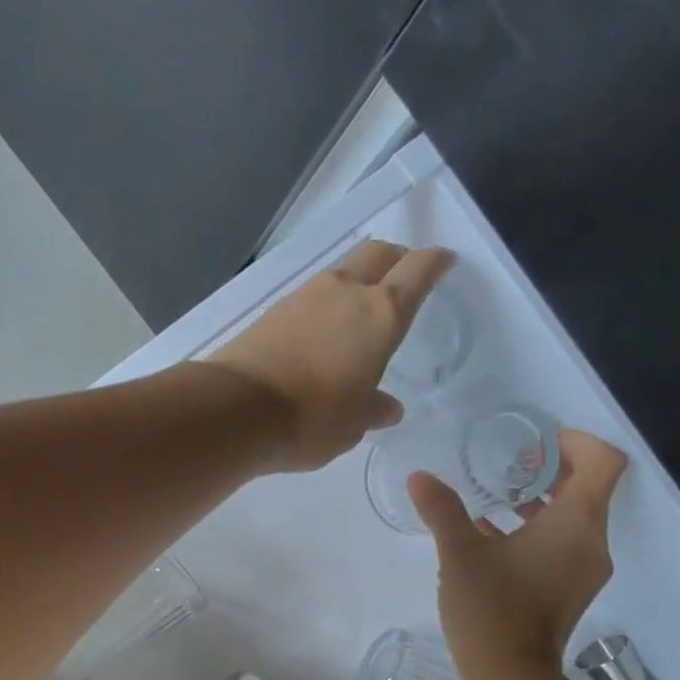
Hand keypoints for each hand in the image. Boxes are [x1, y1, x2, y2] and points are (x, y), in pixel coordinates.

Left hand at [204, 240, 454, 471]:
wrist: (234, 411)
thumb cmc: (310, 420)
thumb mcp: (351, 425)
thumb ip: (372, 410)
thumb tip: (387, 408)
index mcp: (381, 314)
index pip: (418, 271)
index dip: (435, 263)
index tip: (444, 261)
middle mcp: (345, 293)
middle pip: (378, 254)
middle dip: (396, 260)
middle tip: (403, 278)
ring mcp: (303, 298)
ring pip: (341, 274)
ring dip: (356, 284)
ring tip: (357, 315)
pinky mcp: (271, 312)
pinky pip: (310, 299)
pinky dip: (323, 307)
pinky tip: (320, 334)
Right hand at [409, 430, 628, 676]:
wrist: (510, 675)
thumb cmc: (490, 606)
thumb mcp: (459, 553)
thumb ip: (442, 510)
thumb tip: (419, 477)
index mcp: (576, 523)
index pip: (603, 462)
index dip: (576, 441)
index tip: (535, 442)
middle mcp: (592, 542)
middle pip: (590, 488)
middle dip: (553, 469)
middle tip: (509, 465)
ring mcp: (585, 570)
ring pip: (575, 519)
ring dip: (543, 502)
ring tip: (498, 499)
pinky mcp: (571, 591)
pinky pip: (564, 545)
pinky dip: (539, 531)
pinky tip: (495, 537)